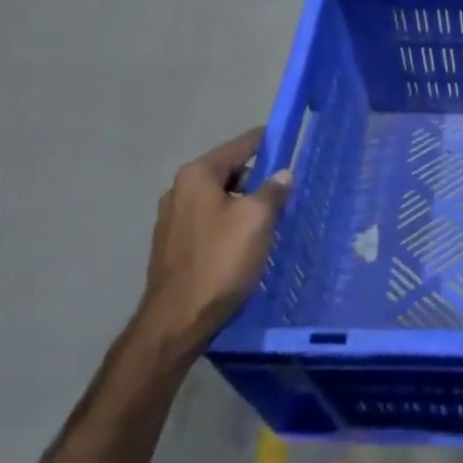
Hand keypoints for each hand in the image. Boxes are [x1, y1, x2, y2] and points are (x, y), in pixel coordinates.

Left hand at [139, 128, 290, 352]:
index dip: (267, 142)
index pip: (240, 145)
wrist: (177, 320)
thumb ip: (273, 190)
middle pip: (229, 172)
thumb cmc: (220, 260)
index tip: (291, 142)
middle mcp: (179, 189)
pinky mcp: (172, 244)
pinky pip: (209, 221)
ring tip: (269, 220)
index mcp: (197, 175)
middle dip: (257, 178)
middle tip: (285, 192)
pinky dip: (228, 223)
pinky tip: (245, 242)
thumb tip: (282, 174)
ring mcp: (172, 218)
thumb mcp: (257, 220)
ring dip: (243, 204)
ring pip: (219, 198)